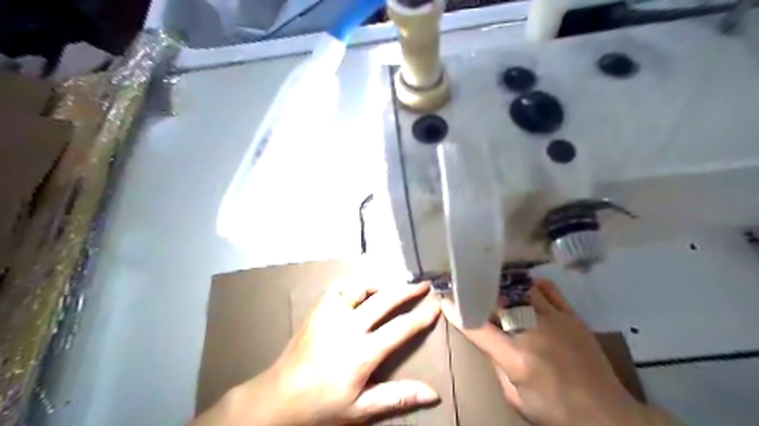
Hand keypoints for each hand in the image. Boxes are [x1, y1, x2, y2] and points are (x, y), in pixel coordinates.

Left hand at [193, 279, 445, 425]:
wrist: (280, 396)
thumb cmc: (322, 405)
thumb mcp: (361, 408)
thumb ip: (397, 397)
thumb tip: (433, 394)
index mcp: (362, 352)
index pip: (400, 329)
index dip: (421, 316)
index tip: (436, 305)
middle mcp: (348, 326)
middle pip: (385, 300)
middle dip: (407, 290)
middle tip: (423, 284)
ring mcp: (331, 314)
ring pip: (360, 286)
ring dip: (380, 283)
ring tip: (393, 285)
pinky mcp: (318, 309)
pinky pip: (339, 287)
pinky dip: (354, 284)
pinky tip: (361, 289)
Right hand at [443, 279, 678, 425]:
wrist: (607, 415)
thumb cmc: (556, 412)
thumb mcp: (516, 399)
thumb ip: (497, 366)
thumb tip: (487, 340)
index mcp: (516, 358)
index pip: (478, 328)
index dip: (458, 312)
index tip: (444, 299)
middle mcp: (533, 333)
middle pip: (498, 302)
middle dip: (479, 293)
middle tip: (468, 285)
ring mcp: (555, 321)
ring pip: (521, 290)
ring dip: (504, 286)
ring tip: (493, 282)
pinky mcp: (572, 317)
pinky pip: (549, 290)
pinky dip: (532, 285)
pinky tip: (524, 286)